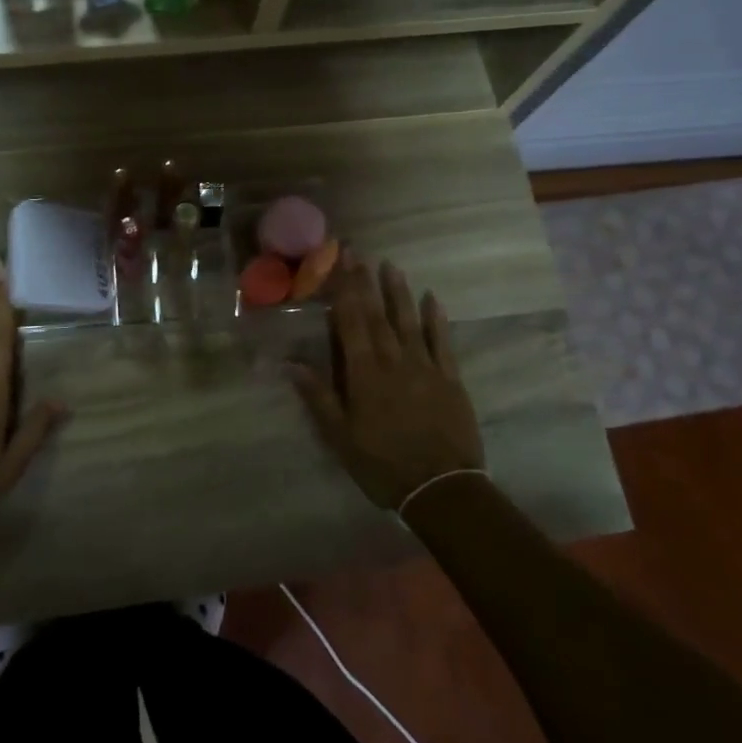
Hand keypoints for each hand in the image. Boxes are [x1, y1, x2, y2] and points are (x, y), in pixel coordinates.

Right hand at [286, 258, 484, 510]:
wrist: (442, 489)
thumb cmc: (383, 464)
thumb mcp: (340, 438)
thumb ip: (318, 397)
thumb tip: (291, 363)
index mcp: (364, 374)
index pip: (351, 323)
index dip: (344, 291)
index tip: (340, 264)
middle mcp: (394, 361)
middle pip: (377, 315)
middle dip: (366, 283)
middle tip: (360, 253)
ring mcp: (425, 367)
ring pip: (409, 321)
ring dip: (399, 292)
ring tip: (392, 266)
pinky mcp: (450, 378)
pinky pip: (441, 341)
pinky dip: (435, 319)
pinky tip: (432, 298)